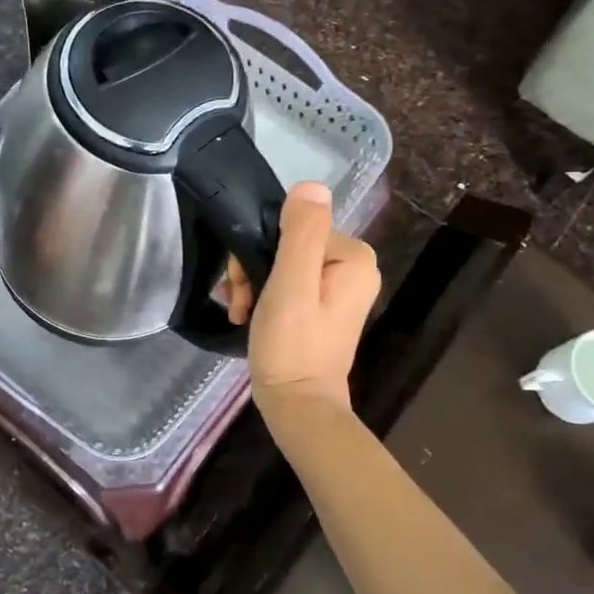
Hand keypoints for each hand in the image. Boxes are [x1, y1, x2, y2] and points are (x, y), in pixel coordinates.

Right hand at [226, 182, 378, 412]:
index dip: (260, 250)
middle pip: (287, 245)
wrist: (298, 407)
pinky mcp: (321, 308)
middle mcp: (352, 268)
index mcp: (353, 257)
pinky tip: (246, 315)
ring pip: (282, 265)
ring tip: (240, 312)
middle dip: (254, 270)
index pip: (294, 228)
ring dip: (253, 285)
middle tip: (240, 301)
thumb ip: (302, 234)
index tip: (243, 283)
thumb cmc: (292, 346)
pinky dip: (263, 297)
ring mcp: (338, 289)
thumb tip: (311, 186)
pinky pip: (287, 284)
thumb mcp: (292, 285)